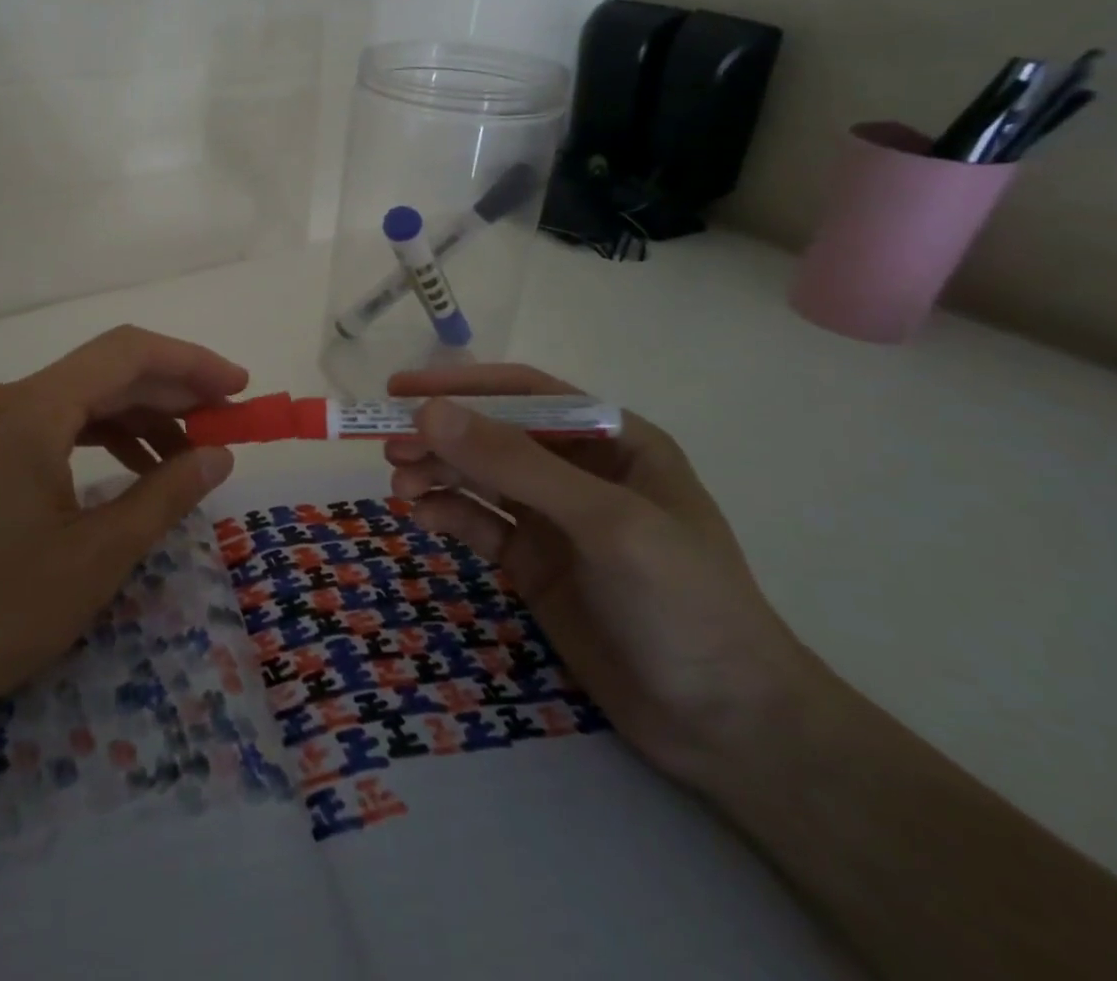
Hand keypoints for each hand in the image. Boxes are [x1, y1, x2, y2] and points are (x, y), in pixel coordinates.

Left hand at [0, 326, 246, 759]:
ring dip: (137, 416)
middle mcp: (3, 398)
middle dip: (171, 392)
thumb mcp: (98, 556)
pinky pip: (51, 423)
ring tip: (187, 453)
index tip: (240, 389)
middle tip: (226, 423)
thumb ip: (167, 493)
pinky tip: (132, 467)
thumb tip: (220, 454)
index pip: (127, 354)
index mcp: (30, 410)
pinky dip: (99, 436)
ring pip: (78, 397)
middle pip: (104, 371)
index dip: (192, 363)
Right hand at [384, 364, 817, 786]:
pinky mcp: (534, 563)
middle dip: (441, 438)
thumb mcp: (604, 522)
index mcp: (613, 440)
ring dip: (437, 474)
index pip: (525, 394)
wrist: (727, 728)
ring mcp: (554, 519)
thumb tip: (428, 413)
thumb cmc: (682, 604)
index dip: (462, 387)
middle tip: (389, 449)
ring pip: (479, 478)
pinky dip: (448, 515)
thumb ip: (515, 464)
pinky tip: (424, 518)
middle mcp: (579, 471)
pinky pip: (479, 524)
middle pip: (493, 436)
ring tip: (400, 487)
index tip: (400, 391)